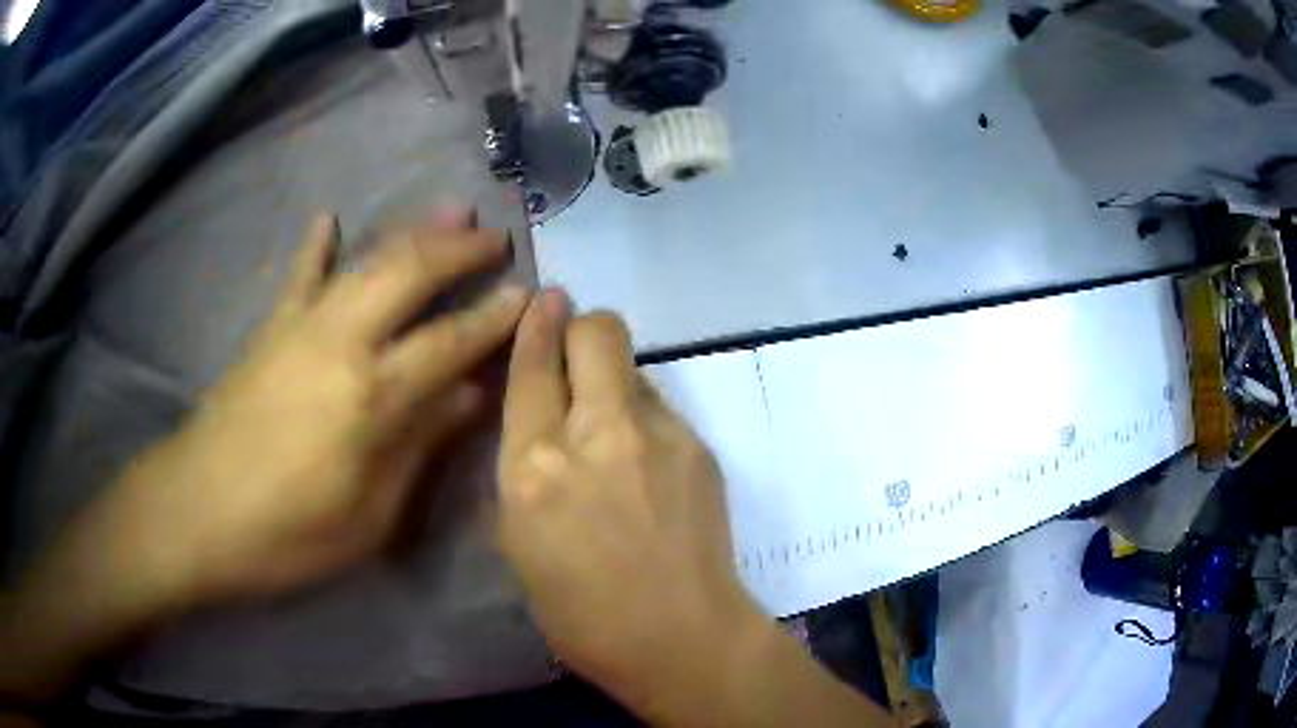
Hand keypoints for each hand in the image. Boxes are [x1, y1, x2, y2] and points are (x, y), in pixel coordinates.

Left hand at [93, 211, 529, 606]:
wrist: (195, 513)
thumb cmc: (286, 533)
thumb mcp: (368, 515)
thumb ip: (418, 447)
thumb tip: (468, 397)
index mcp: (371, 398)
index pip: (449, 343)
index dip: (493, 318)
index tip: (528, 293)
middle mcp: (340, 344)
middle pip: (408, 276)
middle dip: (458, 251)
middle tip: (496, 236)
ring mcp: (299, 329)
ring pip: (365, 262)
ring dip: (411, 233)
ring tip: (448, 210)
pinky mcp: (268, 331)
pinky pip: (297, 278)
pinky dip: (315, 246)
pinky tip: (327, 218)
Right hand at [497, 293, 763, 715]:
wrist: (682, 638)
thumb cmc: (582, 613)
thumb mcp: (520, 543)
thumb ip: (525, 469)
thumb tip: (541, 422)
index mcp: (535, 467)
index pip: (532, 367)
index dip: (535, 325)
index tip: (543, 300)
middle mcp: (597, 434)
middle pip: (596, 331)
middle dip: (580, 326)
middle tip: (573, 353)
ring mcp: (658, 435)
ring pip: (632, 365)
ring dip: (612, 380)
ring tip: (611, 431)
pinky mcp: (699, 446)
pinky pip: (660, 406)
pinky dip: (643, 417)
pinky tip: (646, 465)